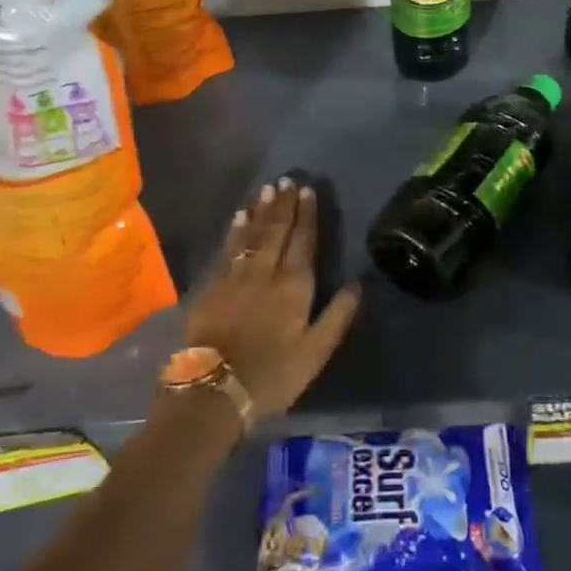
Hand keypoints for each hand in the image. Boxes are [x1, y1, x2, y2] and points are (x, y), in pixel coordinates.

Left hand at [185, 177, 360, 419]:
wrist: (214, 391)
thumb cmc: (273, 375)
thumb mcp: (316, 352)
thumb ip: (338, 316)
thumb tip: (357, 283)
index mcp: (294, 287)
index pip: (303, 241)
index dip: (307, 216)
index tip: (308, 191)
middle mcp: (265, 273)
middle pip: (276, 231)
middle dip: (283, 205)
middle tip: (287, 179)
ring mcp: (235, 277)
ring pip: (251, 235)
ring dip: (260, 211)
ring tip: (267, 189)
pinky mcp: (212, 287)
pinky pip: (228, 249)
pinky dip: (235, 231)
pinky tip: (239, 217)